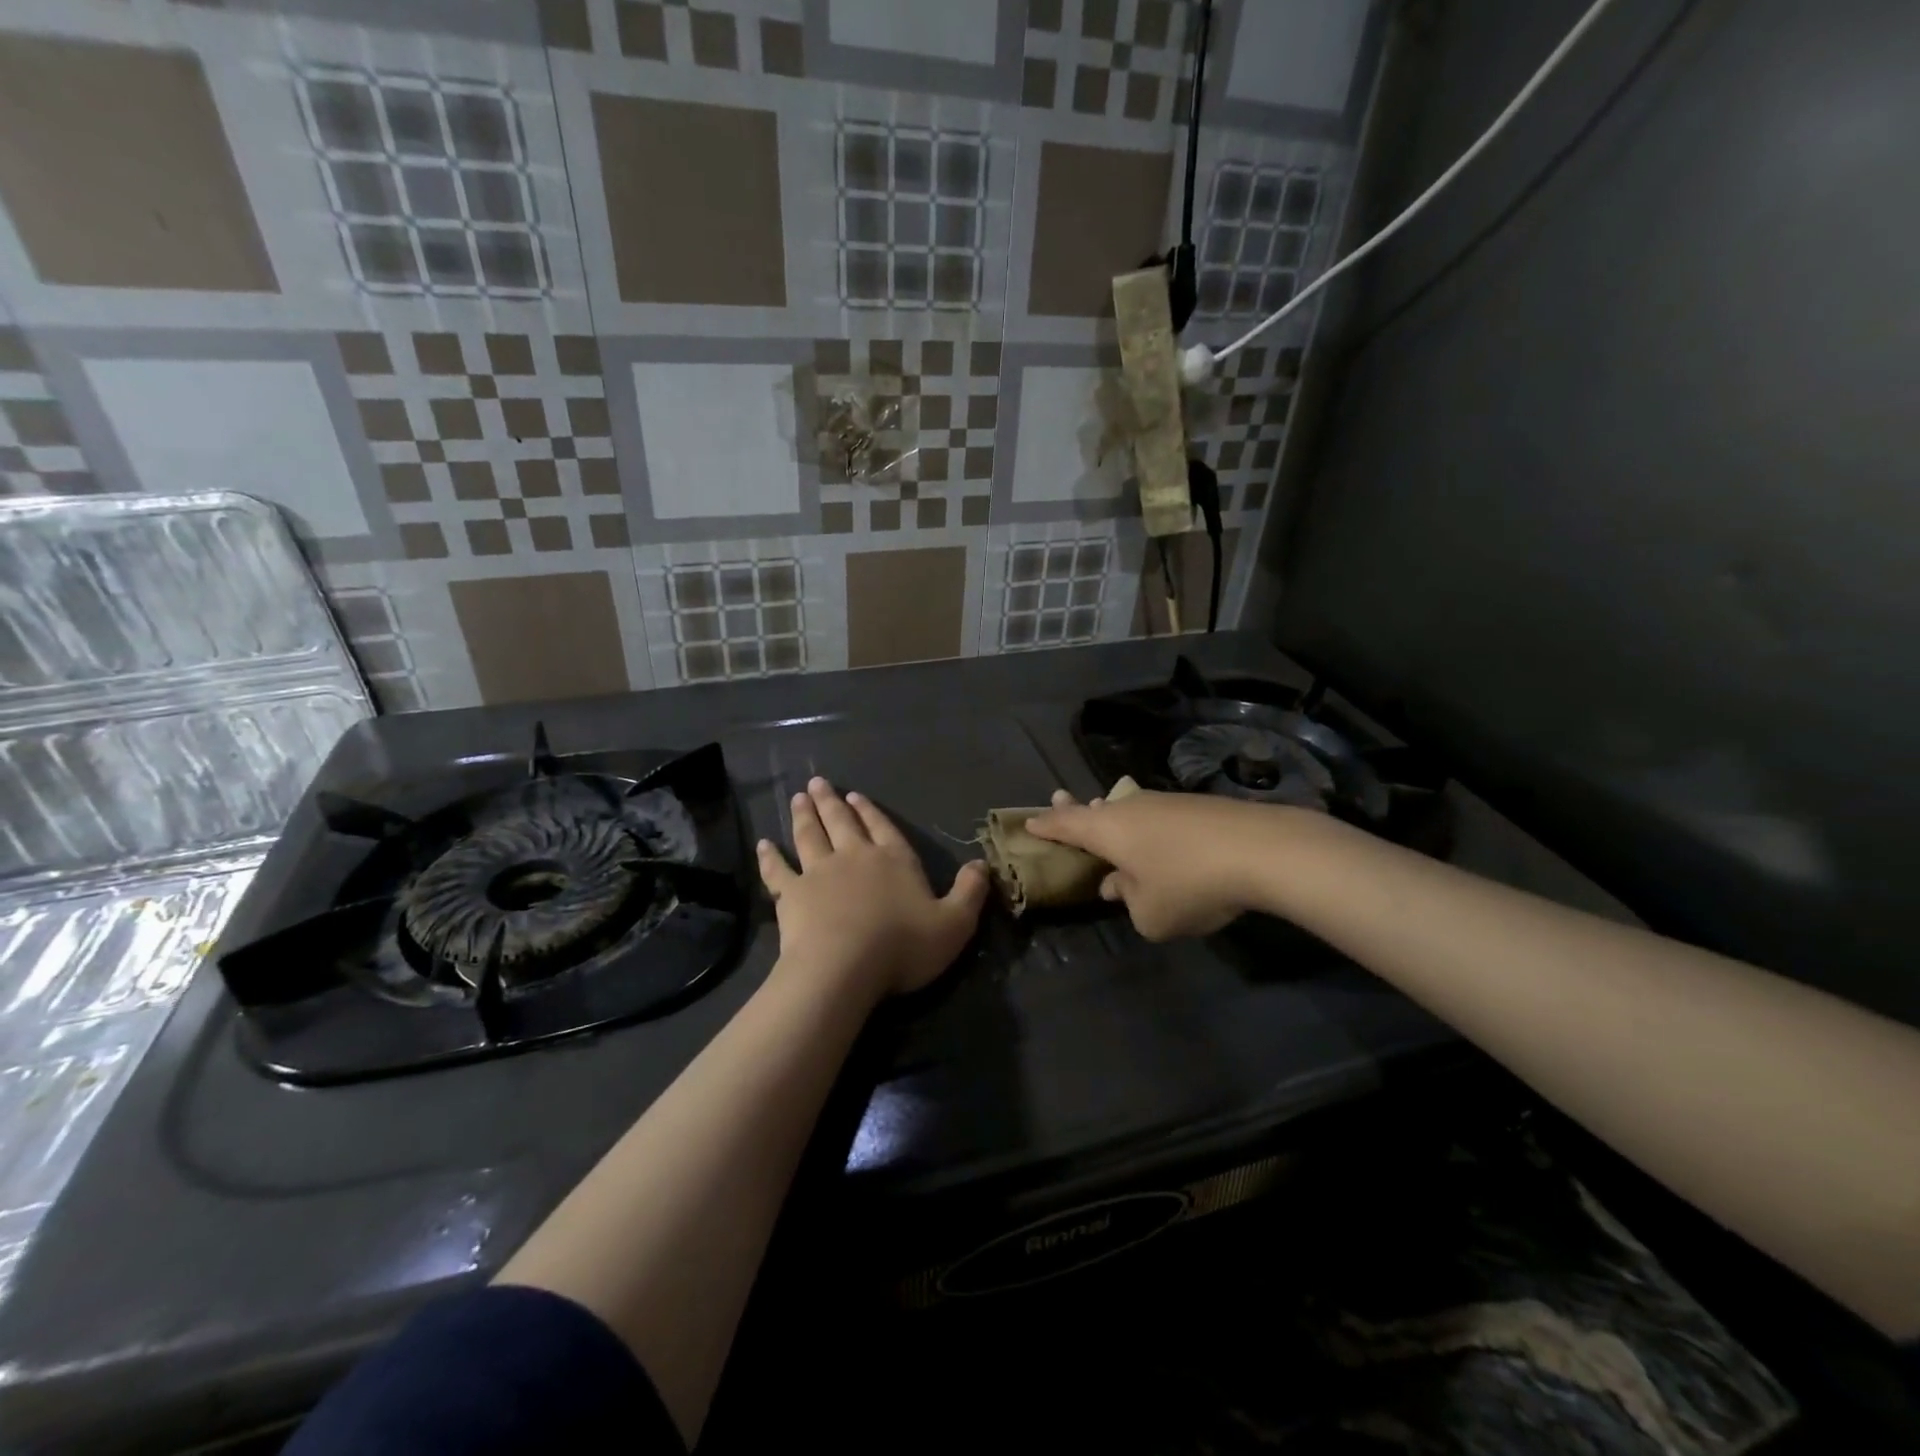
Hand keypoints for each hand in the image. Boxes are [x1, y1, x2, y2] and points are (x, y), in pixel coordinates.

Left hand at [757, 778, 990, 1001]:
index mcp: (893, 860)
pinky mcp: (791, 894)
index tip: (855, 796)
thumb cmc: (903, 945)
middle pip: (842, 822)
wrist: (844, 967)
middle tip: (818, 783)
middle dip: (831, 802)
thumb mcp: (954, 924)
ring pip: (810, 836)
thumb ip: (969, 892)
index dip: (871, 812)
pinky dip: (770, 857)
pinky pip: (777, 870)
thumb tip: (982, 864)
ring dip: (804, 816)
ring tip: (798, 798)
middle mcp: (855, 857)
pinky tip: (764, 844)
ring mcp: (819, 872)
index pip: (883, 828)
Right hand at [1025, 788, 1280, 940]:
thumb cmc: (1189, 885)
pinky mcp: (1197, 806)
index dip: (1045, 825)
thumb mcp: (1151, 915)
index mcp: (1108, 830)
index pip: (1066, 824)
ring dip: (1113, 817)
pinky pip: (1158, 816)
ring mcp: (1166, 802)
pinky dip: (1147, 827)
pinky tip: (1159, 841)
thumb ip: (1128, 902)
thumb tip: (1120, 886)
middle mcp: (1131, 808)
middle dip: (1075, 808)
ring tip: (1104, 816)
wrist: (1261, 850)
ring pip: (1129, 810)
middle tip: (1057, 798)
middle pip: (1094, 807)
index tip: (1028, 821)